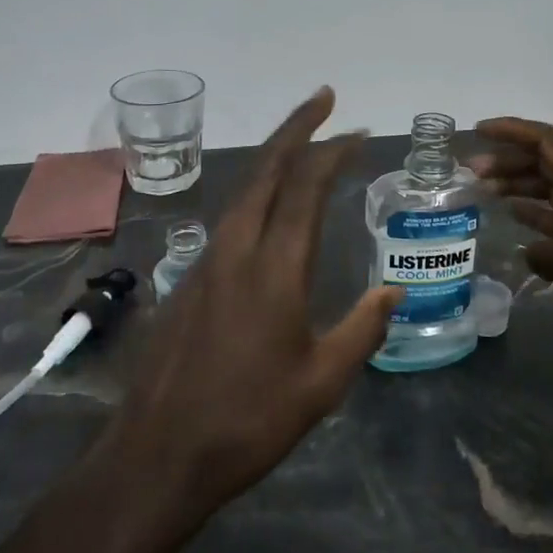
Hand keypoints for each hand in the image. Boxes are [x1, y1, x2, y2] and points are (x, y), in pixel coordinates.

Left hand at [102, 88, 400, 514]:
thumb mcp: (321, 385)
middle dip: (296, 127)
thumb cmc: (248, 421)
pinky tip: (267, 207)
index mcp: (274, 268)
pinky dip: (255, 192)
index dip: (332, 151)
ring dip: (274, 157)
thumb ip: (362, 330)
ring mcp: (206, 262)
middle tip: (323, 98)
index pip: (305, 188)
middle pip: (266, 169)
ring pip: (243, 189)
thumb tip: (394, 290)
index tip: (357, 131)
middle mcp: (236, 249)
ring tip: (302, 143)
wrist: (158, 454)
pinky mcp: (188, 280)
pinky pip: (229, 217)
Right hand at [473, 117, 552, 367]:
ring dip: (515, 184)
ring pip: (545, 187)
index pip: (545, 141)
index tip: (479, 131)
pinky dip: (529, 211)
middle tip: (471, 171)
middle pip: (542, 161)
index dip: (512, 130)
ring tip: (482, 191)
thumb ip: (542, 251)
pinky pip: (552, 214)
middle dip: (506, 159)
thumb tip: (527, 250)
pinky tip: (510, 219)